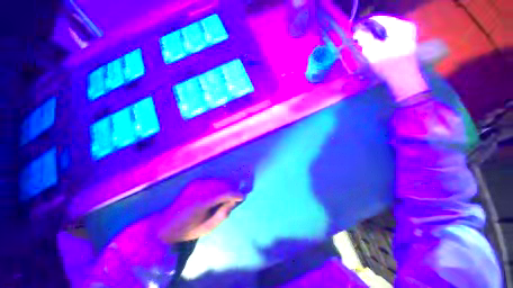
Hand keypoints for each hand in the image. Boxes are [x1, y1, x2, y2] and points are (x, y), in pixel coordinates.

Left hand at [155, 179, 243, 242]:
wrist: (164, 224)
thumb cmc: (187, 230)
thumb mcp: (207, 228)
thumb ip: (222, 215)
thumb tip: (233, 202)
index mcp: (202, 202)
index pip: (225, 193)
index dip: (235, 194)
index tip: (243, 197)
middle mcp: (200, 188)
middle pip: (223, 185)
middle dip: (231, 191)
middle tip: (234, 199)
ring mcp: (196, 184)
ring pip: (218, 182)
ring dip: (225, 188)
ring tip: (226, 198)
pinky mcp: (194, 182)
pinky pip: (211, 182)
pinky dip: (217, 187)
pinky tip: (215, 195)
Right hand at [353, 15, 428, 100]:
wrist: (404, 80)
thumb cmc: (389, 65)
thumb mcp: (373, 51)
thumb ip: (364, 39)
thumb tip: (358, 32)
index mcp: (400, 25)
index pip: (378, 19)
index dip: (364, 25)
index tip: (354, 32)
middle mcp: (405, 27)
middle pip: (382, 26)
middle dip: (369, 33)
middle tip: (358, 41)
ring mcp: (407, 35)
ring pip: (385, 33)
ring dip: (374, 39)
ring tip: (364, 46)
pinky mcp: (405, 44)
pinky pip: (389, 39)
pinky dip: (380, 43)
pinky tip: (373, 50)